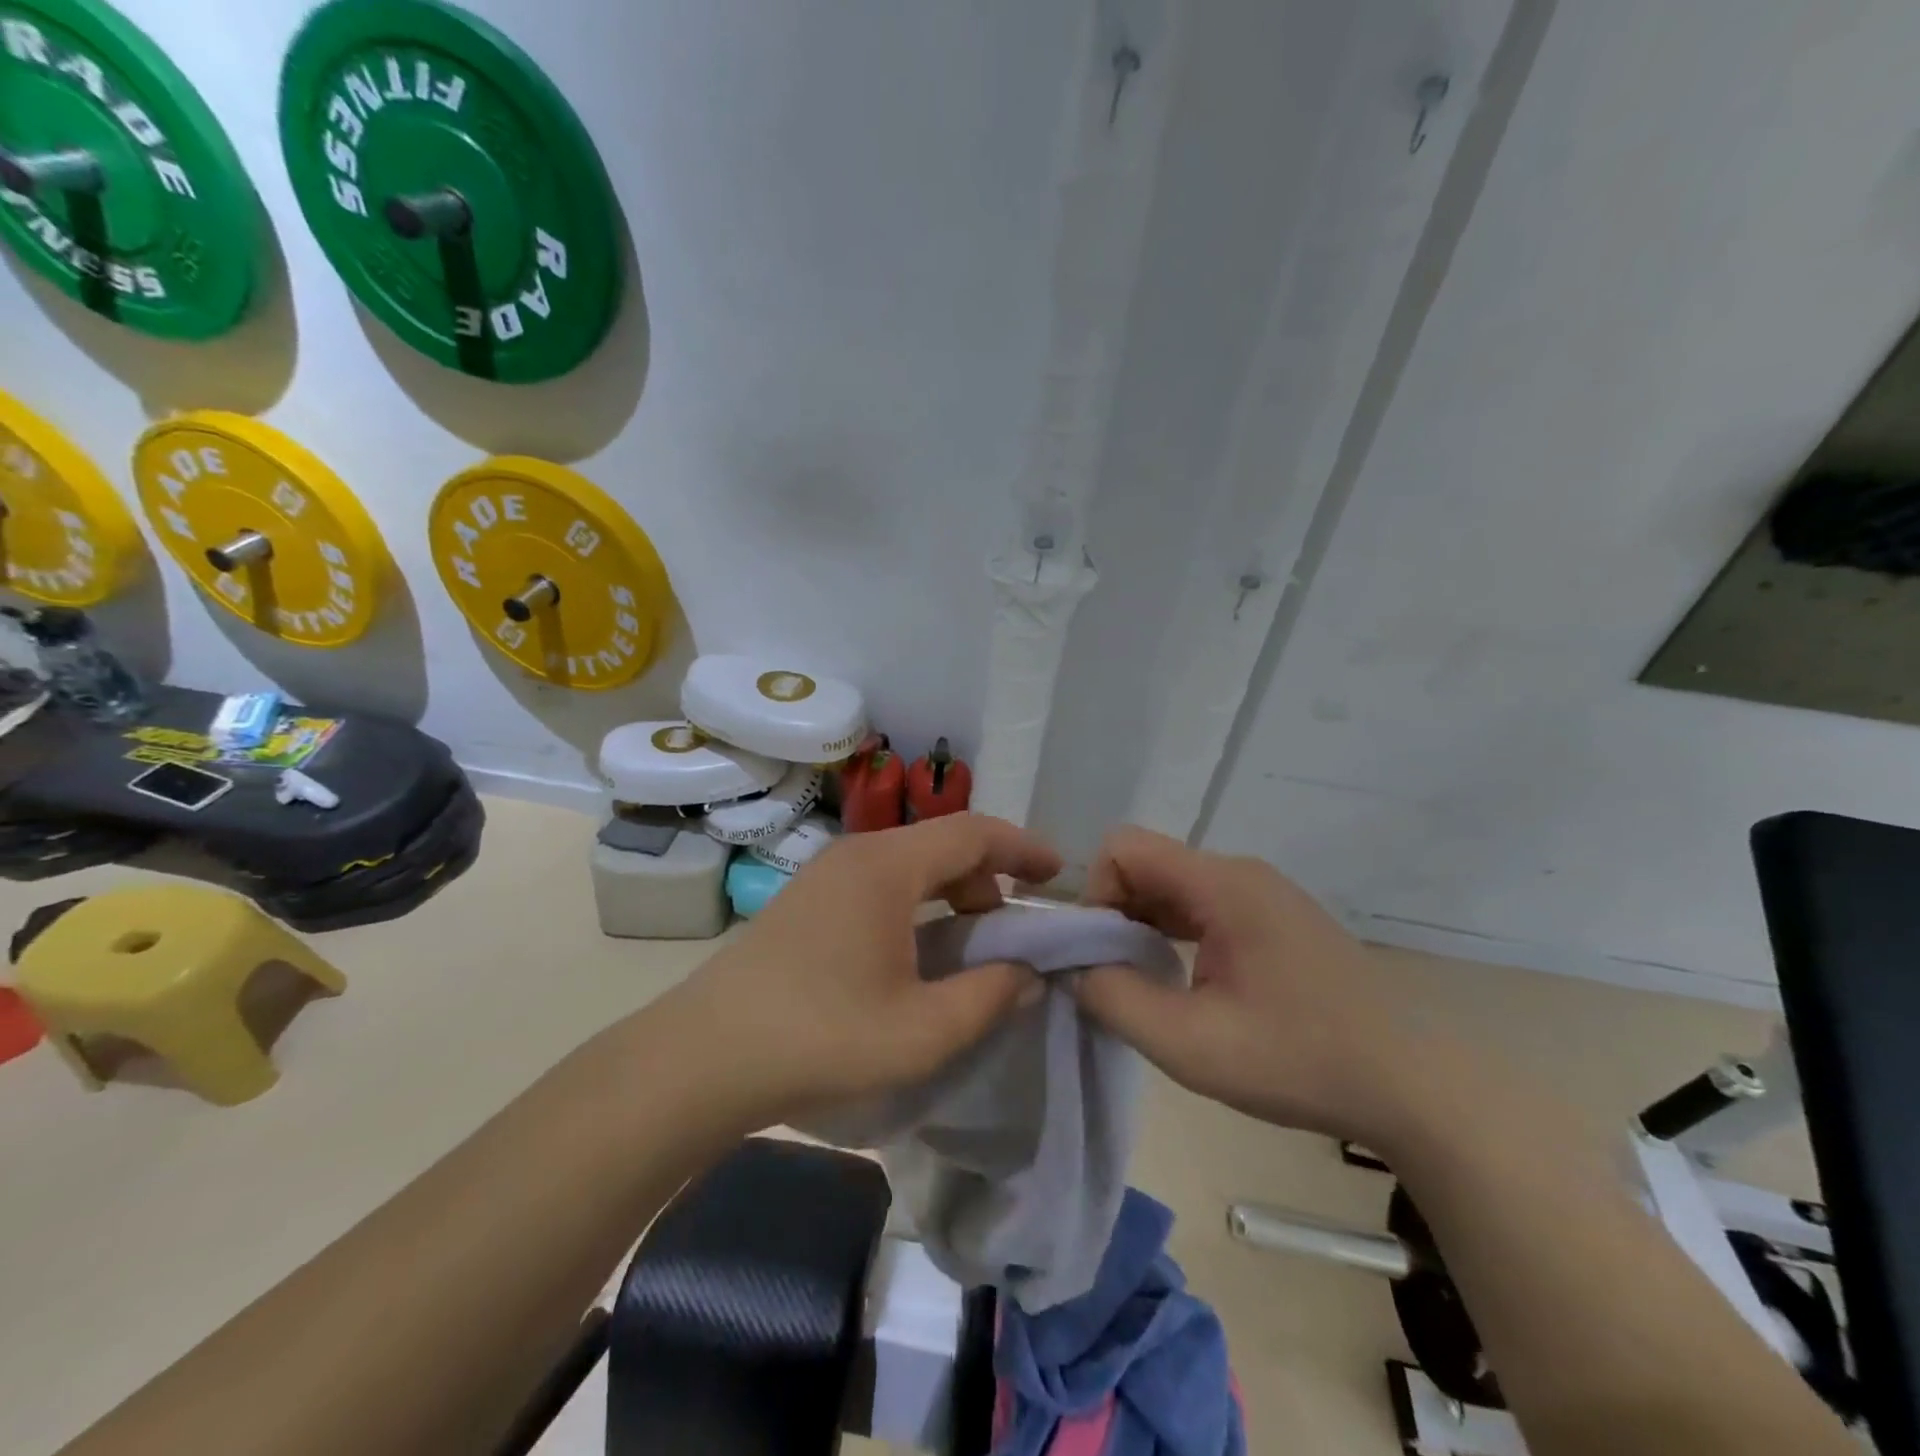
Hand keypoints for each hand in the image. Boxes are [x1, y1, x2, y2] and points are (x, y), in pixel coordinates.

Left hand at [672, 814, 1061, 1118]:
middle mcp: (857, 854)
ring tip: (972, 939)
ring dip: (951, 890)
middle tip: (1014, 924)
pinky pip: (880, 882)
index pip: (973, 832)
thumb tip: (1028, 973)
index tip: (1058, 872)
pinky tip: (916, 950)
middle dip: (989, 874)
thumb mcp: (922, 1031)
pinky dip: (917, 902)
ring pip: (910, 862)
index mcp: (888, 867)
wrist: (705, 1056)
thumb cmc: (821, 1037)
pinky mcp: (807, 898)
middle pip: (942, 842)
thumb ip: (989, 996)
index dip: (1023, 847)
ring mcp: (826, 874)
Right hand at [1072, 826, 1417, 1143]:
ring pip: (1173, 887)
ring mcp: (1261, 894)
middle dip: (1114, 914)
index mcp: (1223, 884)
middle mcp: (1240, 873)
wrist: (1413, 1086)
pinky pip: (1201, 907)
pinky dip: (1173, 934)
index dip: (1096, 894)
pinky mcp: (1273, 919)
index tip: (1098, 954)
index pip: (1124, 848)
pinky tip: (1183, 981)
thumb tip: (1075, 968)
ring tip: (1144, 983)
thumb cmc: (1300, 1060)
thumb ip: (1115, 999)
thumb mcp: (1190, 1044)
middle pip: (1147, 865)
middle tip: (1114, 977)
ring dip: (1143, 926)